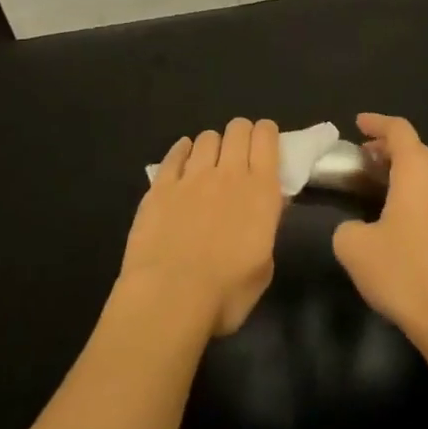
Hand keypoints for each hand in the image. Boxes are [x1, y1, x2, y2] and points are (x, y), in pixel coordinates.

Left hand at [119, 118, 284, 337]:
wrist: (169, 299)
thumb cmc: (225, 294)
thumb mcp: (263, 268)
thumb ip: (266, 229)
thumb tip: (267, 208)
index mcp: (260, 191)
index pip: (266, 137)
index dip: (267, 133)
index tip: (266, 144)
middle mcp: (228, 174)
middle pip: (237, 129)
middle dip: (241, 134)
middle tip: (239, 154)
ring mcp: (191, 176)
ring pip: (206, 138)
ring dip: (212, 145)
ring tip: (209, 162)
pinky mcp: (160, 186)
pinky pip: (174, 154)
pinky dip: (181, 151)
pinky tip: (182, 158)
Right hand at [332, 113, 427, 351]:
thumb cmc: (404, 273)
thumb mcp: (354, 247)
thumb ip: (347, 226)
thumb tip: (357, 228)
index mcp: (419, 171)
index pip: (398, 130)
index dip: (376, 123)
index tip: (358, 123)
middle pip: (417, 150)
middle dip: (389, 148)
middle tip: (364, 157)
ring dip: (406, 172)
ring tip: (381, 183)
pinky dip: (420, 193)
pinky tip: (404, 216)